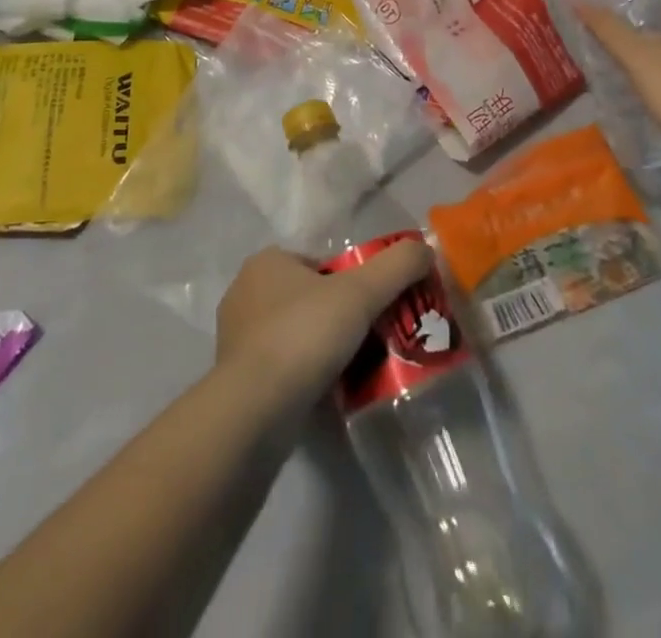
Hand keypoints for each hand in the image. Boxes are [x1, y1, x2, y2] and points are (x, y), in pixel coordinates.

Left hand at [215, 242, 432, 414]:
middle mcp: (246, 292)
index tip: (375, 309)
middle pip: (310, 298)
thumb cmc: (304, 335)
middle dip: (340, 318)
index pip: (321, 264)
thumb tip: (424, 250)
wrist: (254, 411)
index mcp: (267, 261)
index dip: (353, 283)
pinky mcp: (236, 379)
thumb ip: (397, 266)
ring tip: (355, 371)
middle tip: (372, 341)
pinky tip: (327, 394)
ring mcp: (237, 337)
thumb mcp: (361, 293)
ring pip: (295, 334)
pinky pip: (281, 368)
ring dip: (322, 349)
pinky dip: (304, 376)